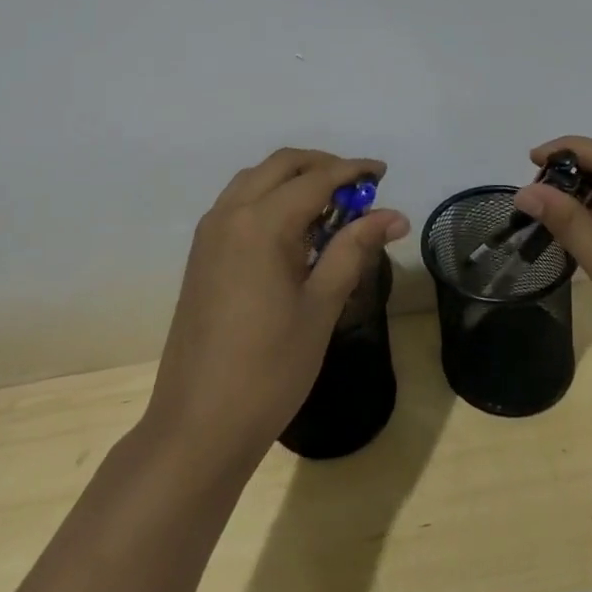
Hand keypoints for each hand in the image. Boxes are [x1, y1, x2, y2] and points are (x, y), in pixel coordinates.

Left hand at [142, 149, 408, 472]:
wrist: (198, 426)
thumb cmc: (269, 369)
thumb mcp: (320, 307)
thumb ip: (353, 250)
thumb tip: (394, 215)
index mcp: (261, 223)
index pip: (315, 179)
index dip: (352, 171)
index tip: (382, 172)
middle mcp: (230, 213)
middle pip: (281, 165)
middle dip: (322, 165)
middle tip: (358, 186)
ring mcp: (210, 232)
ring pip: (256, 179)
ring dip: (293, 178)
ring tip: (329, 206)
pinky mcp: (202, 252)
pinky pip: (238, 202)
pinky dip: (269, 197)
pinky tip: (292, 230)